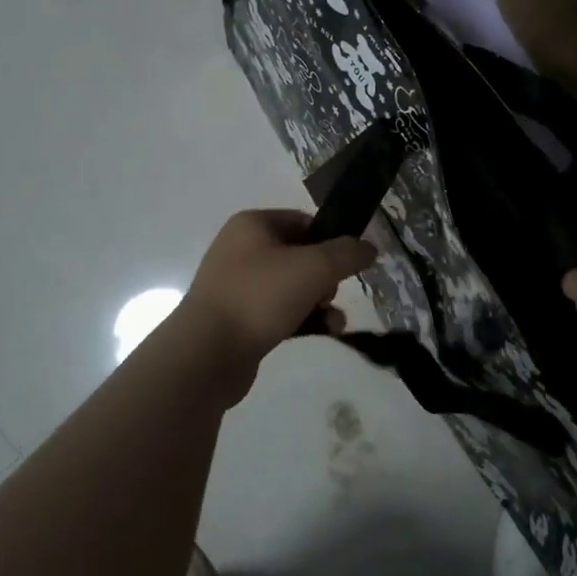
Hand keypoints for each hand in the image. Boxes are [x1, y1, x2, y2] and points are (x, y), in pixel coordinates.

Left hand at [179, 210, 375, 384]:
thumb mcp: (314, 267)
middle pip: (300, 255)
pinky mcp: (238, 319)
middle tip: (330, 295)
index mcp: (252, 225)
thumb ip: (347, 253)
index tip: (349, 264)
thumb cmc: (260, 297)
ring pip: (292, 286)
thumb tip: (369, 247)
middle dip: (325, 278)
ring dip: (319, 302)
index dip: (330, 240)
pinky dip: (302, 320)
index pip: (303, 221)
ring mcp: (237, 286)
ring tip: (334, 322)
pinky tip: (322, 333)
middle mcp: (241, 249)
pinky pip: (279, 312)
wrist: (207, 354)